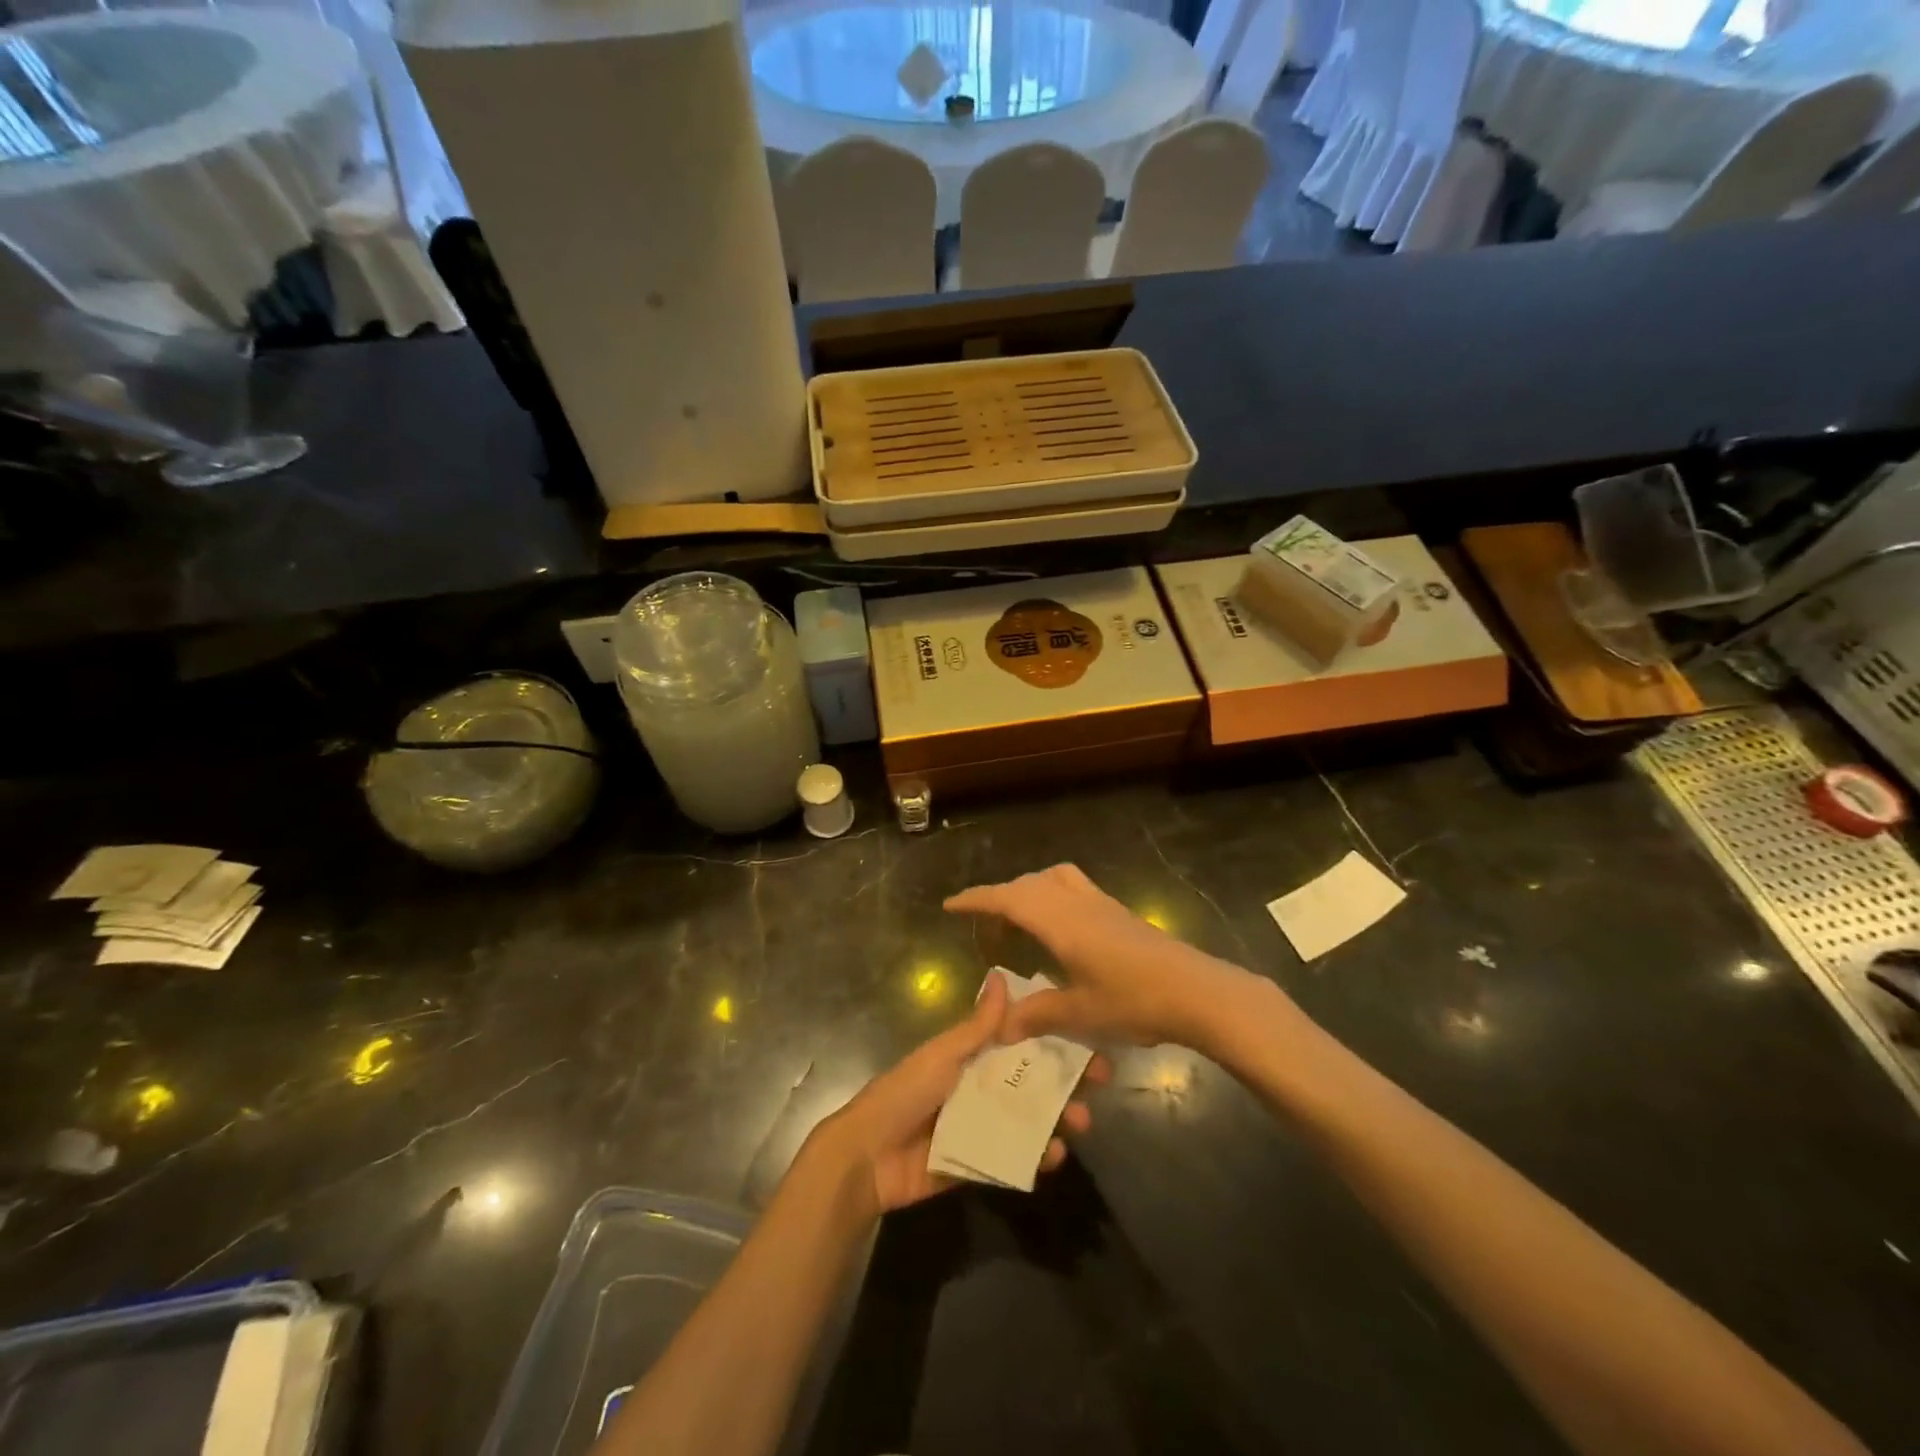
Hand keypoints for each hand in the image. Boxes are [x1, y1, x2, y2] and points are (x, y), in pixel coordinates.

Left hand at [812, 970, 1111, 1216]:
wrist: (867, 1156)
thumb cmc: (905, 1092)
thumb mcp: (943, 1054)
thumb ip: (977, 1025)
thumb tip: (1001, 976)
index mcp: (971, 1057)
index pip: (1020, 1043)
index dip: (1053, 1040)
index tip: (1088, 1038)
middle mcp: (980, 1088)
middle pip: (1031, 1082)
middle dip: (1065, 1083)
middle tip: (1099, 1084)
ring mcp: (981, 1127)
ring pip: (1029, 1120)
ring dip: (1058, 1120)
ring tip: (1080, 1124)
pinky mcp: (978, 1163)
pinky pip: (1014, 1158)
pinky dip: (1036, 1157)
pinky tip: (1055, 1156)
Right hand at [945, 864, 1257, 1052]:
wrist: (1197, 991)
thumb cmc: (1134, 1001)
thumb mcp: (1080, 1013)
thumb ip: (1037, 1015)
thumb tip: (1000, 1027)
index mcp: (1060, 922)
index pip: (1008, 899)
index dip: (976, 899)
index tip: (950, 905)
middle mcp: (1076, 903)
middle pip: (1028, 884)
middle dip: (999, 896)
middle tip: (982, 921)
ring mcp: (1101, 904)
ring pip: (1054, 879)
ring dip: (1029, 889)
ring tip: (1019, 915)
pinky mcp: (1119, 912)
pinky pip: (1073, 887)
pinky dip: (1052, 893)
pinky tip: (1060, 926)